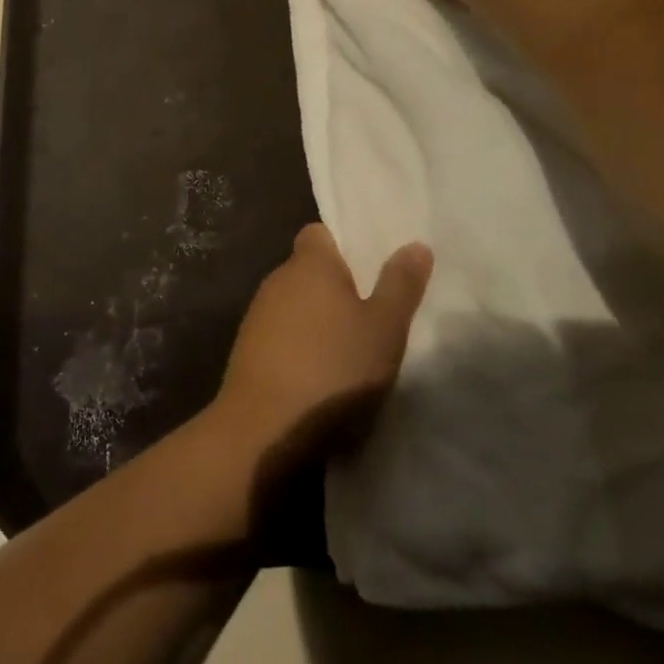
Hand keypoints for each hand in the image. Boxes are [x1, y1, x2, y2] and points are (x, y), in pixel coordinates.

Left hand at [212, 225, 431, 468]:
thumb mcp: (384, 328)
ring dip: (318, 320)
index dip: (344, 244)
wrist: (264, 429)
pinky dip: (300, 346)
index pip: (320, 233)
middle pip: (309, 270)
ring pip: (295, 304)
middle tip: (374, 311)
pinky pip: (282, 335)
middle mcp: (277, 279)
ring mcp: (257, 315)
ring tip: (352, 348)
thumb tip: (415, 244)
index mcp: (309, 263)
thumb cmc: (332, 369)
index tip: (371, 266)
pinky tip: (321, 375)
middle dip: (337, 286)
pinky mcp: (247, 351)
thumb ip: (400, 285)